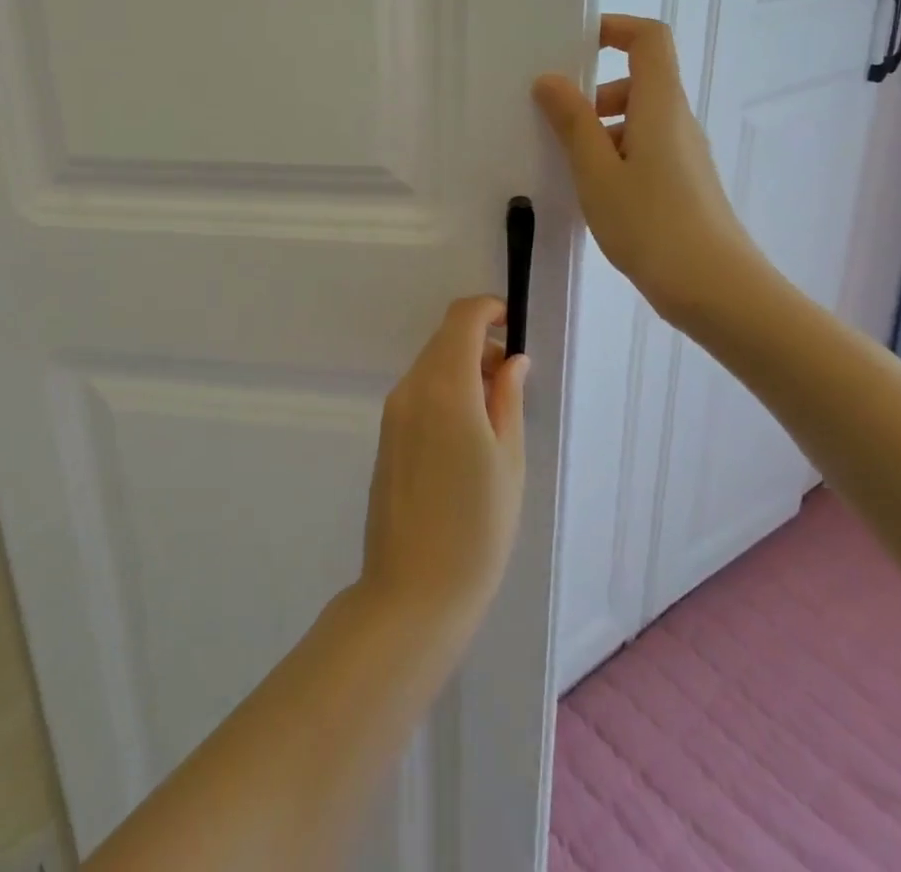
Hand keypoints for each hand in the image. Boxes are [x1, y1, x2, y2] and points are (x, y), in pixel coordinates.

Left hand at [359, 297, 527, 644]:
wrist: (414, 590)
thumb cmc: (477, 527)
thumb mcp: (509, 460)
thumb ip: (508, 398)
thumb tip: (511, 360)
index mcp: (445, 387)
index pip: (461, 318)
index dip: (489, 310)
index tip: (514, 325)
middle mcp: (411, 388)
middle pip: (444, 340)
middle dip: (480, 344)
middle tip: (514, 382)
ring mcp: (393, 411)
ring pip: (431, 365)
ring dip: (463, 368)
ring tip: (496, 414)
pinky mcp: (386, 434)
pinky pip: (419, 392)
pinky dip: (445, 390)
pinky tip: (467, 434)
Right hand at [532, 14, 761, 325]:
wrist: (716, 290)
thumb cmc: (651, 224)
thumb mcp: (597, 173)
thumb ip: (572, 123)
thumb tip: (550, 80)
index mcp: (659, 106)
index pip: (650, 38)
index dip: (614, 29)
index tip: (574, 47)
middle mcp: (677, 121)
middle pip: (640, 80)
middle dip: (594, 91)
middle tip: (557, 121)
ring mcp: (684, 154)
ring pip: (639, 119)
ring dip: (600, 128)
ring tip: (568, 165)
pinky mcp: (683, 183)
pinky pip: (644, 149)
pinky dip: (614, 155)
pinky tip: (593, 193)